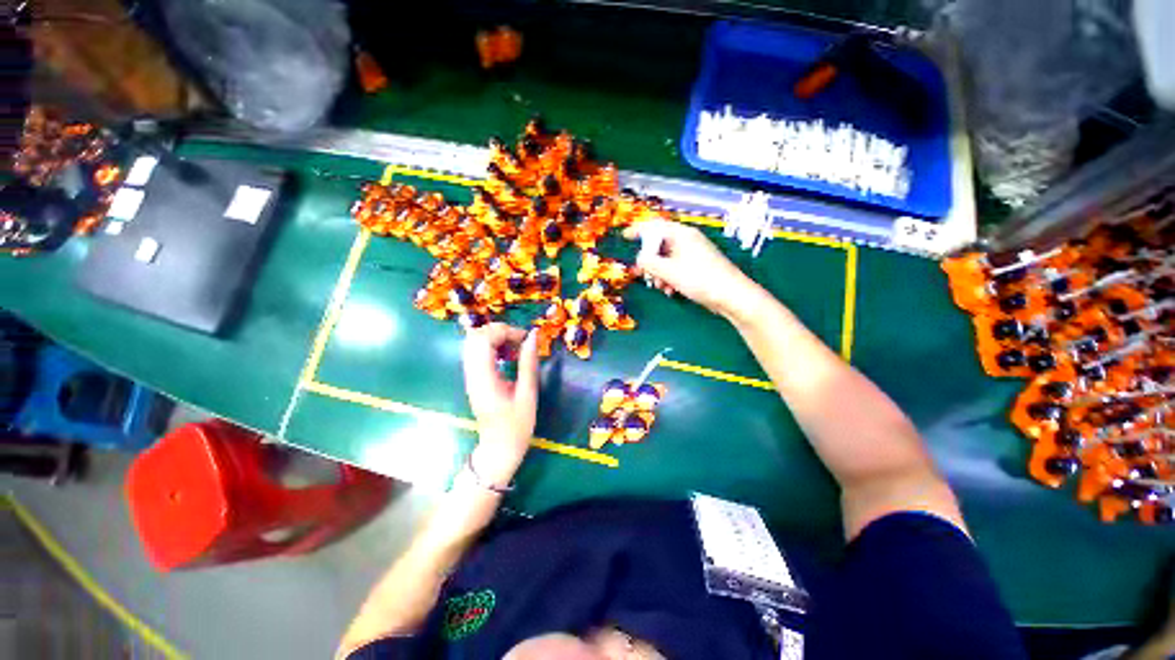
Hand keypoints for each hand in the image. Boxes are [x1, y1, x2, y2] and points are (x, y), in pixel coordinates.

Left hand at [462, 323, 539, 483]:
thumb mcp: (527, 394)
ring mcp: (470, 376)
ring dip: (496, 338)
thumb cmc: (517, 426)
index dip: (505, 331)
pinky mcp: (473, 378)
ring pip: (474, 342)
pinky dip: (492, 347)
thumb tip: (533, 336)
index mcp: (484, 378)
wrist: (498, 449)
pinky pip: (477, 352)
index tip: (525, 339)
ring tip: (515, 348)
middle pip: (475, 336)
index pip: (484, 339)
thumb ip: (528, 363)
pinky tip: (507, 356)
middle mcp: (472, 374)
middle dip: (500, 331)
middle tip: (520, 341)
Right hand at [624, 219, 761, 320]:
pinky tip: (670, 290)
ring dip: (659, 273)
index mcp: (681, 235)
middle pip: (660, 245)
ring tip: (660, 287)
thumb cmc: (699, 278)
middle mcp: (687, 240)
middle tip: (641, 274)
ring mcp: (693, 253)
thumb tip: (640, 258)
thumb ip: (649, 262)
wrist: (730, 295)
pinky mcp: (697, 266)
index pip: (655, 226)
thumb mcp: (669, 271)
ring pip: (667, 259)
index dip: (638, 230)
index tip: (625, 237)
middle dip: (649, 261)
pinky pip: (676, 267)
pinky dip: (669, 277)